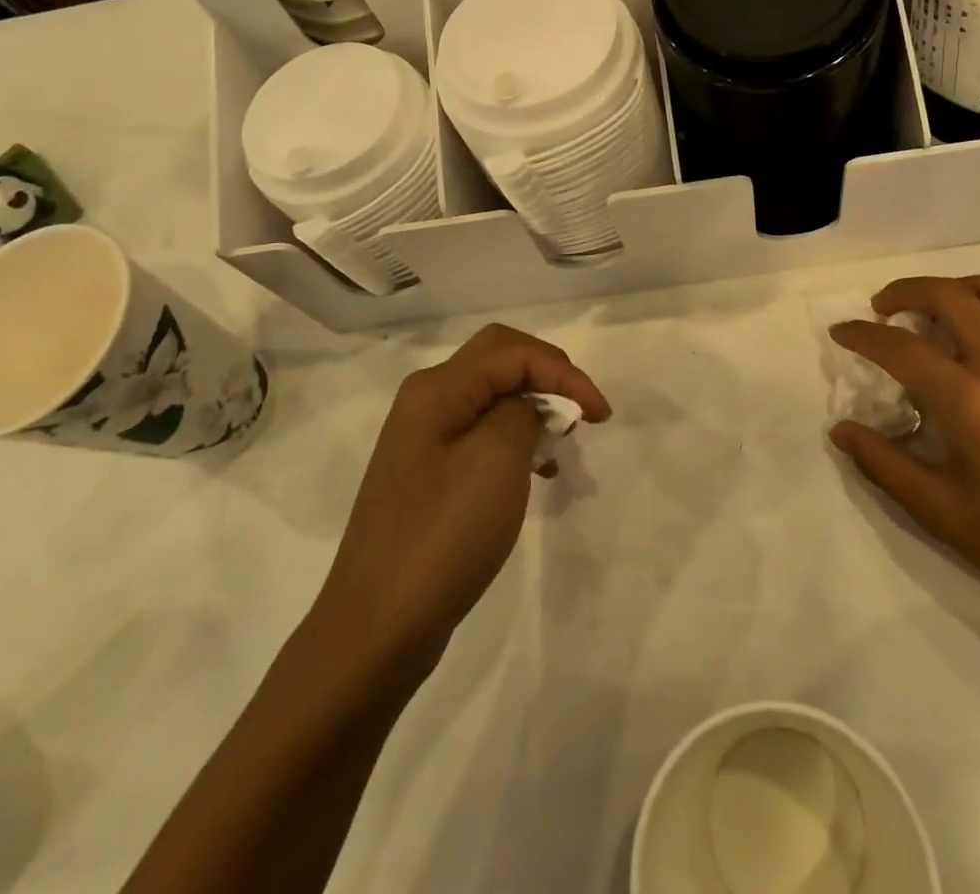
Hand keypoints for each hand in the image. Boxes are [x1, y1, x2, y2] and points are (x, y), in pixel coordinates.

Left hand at [309, 324, 609, 688]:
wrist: (378, 627)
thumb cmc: (444, 535)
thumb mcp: (497, 460)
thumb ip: (522, 411)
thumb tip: (528, 406)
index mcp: (438, 388)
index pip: (514, 352)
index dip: (564, 373)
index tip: (602, 415)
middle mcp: (426, 400)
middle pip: (498, 359)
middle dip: (547, 375)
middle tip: (581, 410)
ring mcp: (423, 437)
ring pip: (491, 394)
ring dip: (533, 404)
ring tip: (562, 442)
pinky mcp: (428, 472)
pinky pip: (480, 431)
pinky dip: (515, 436)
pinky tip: (534, 469)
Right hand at [829, 275, 979, 642]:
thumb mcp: (947, 515)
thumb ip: (886, 465)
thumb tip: (842, 430)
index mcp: (971, 399)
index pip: (900, 346)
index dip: (862, 334)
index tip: (841, 332)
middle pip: (948, 294)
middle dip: (904, 291)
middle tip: (881, 310)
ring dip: (950, 289)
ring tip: (929, 314)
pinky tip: (978, 354)